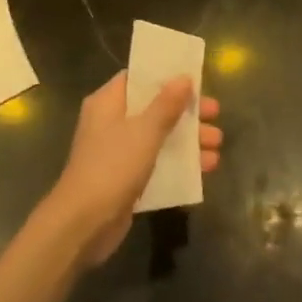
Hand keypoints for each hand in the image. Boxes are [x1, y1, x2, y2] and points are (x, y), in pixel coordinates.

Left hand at [44, 71, 224, 265]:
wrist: (83, 224)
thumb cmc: (112, 166)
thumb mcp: (144, 132)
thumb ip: (166, 104)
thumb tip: (183, 77)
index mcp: (108, 103)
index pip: (138, 79)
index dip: (166, 76)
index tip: (194, 78)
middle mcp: (111, 123)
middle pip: (154, 108)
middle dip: (186, 112)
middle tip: (216, 114)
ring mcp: (118, 153)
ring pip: (158, 137)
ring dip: (188, 140)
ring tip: (218, 145)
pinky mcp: (125, 179)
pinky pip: (157, 163)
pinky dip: (178, 164)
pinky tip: (205, 169)